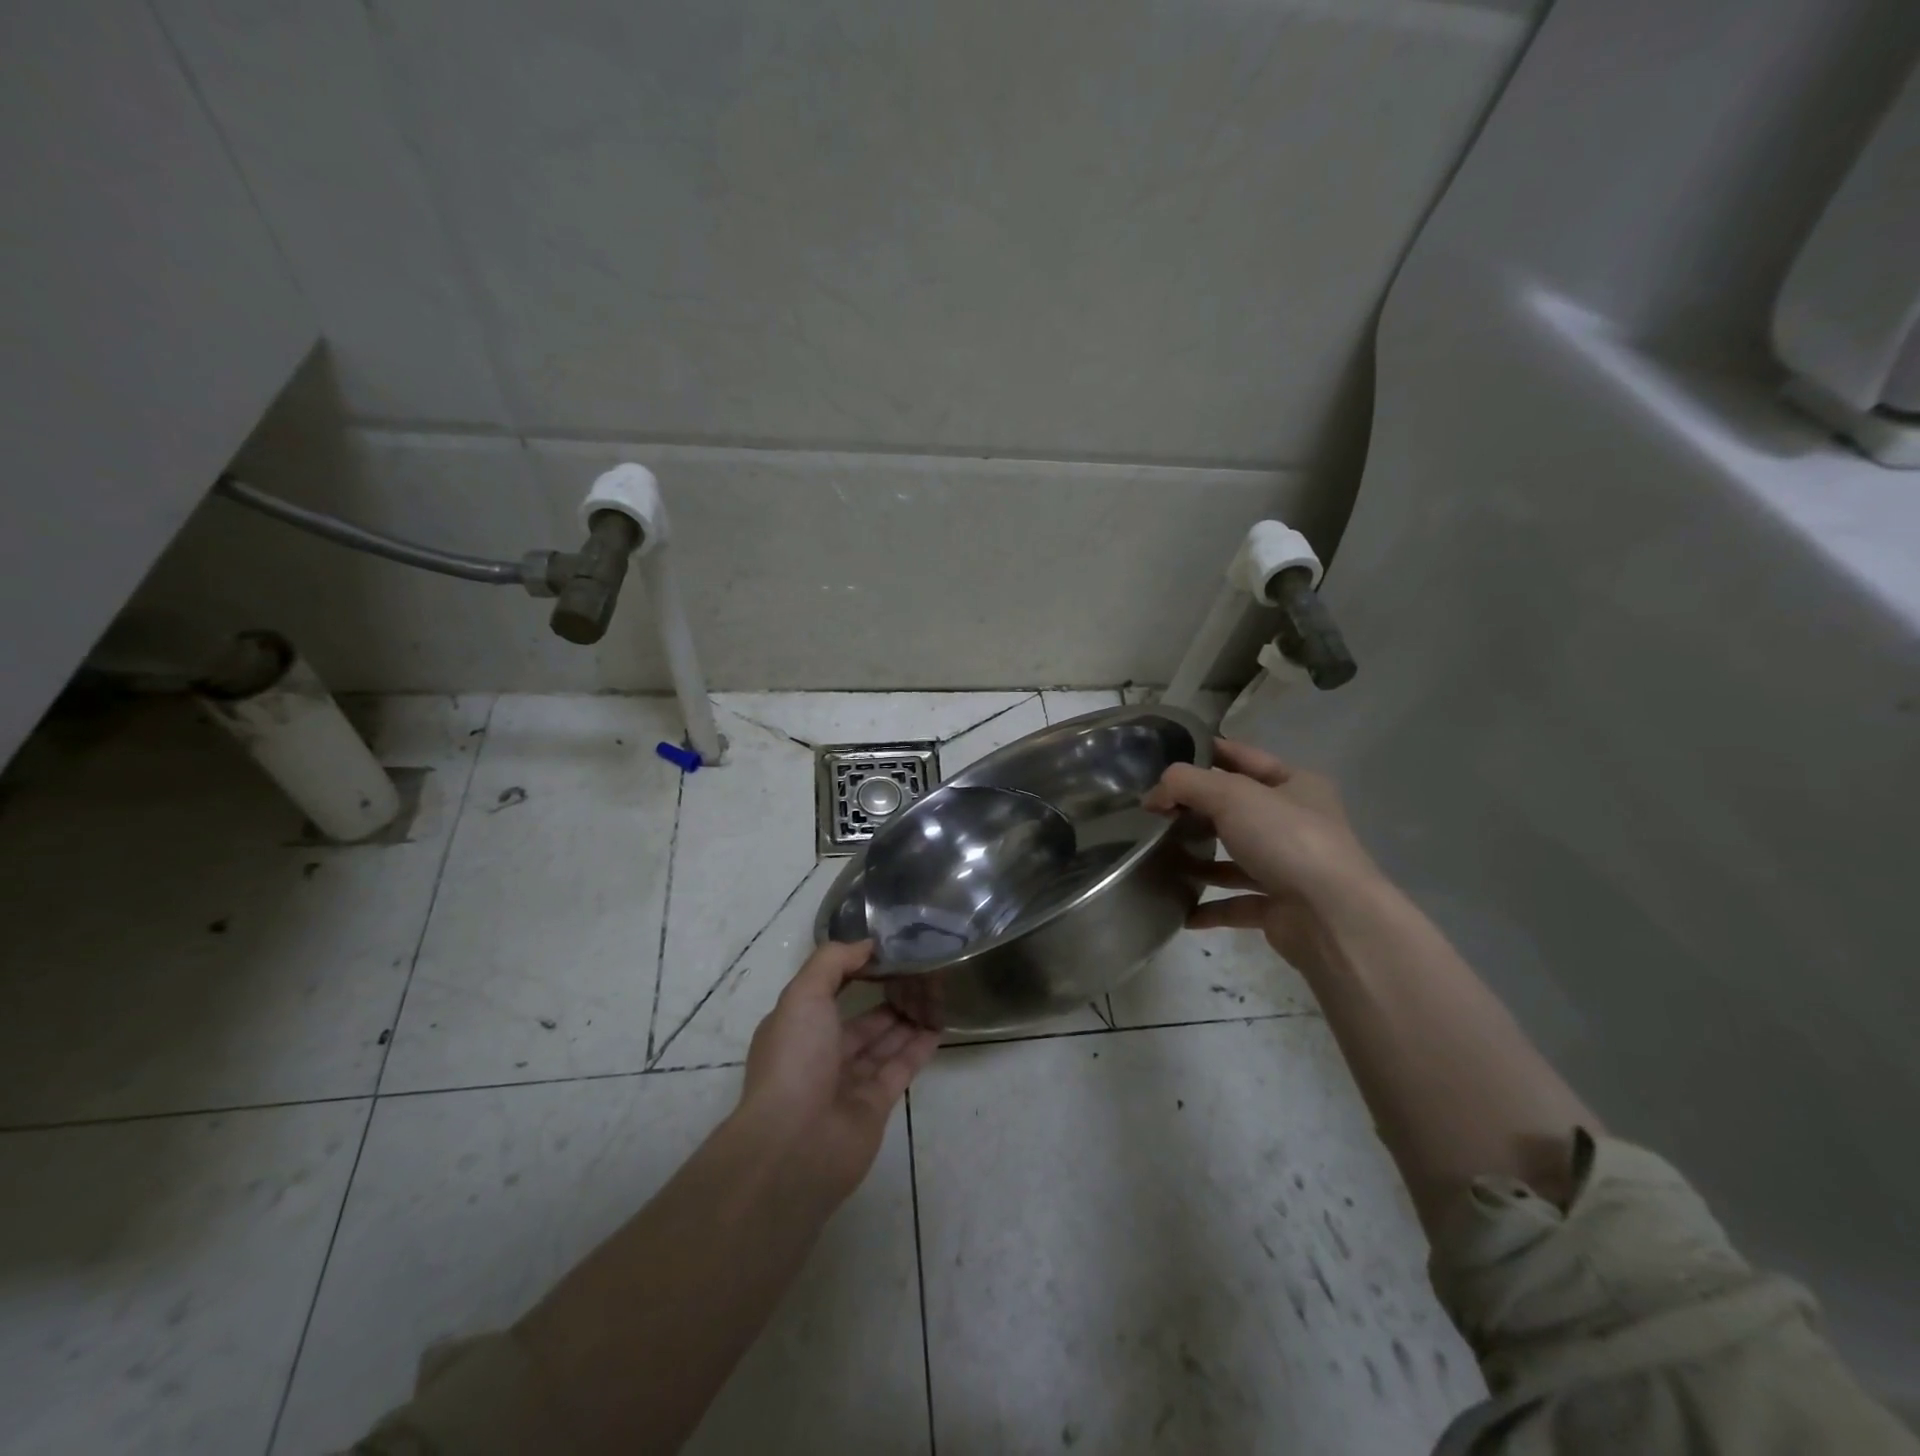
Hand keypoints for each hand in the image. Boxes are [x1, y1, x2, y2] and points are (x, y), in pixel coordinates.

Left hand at [737, 940, 939, 1202]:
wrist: (795, 1146)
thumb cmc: (795, 1060)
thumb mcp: (804, 995)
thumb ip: (833, 962)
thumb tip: (866, 944)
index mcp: (796, 1026)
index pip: (828, 991)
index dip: (855, 971)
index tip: (886, 951)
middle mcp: (820, 1053)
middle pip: (860, 1020)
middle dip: (887, 996)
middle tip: (921, 972)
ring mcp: (848, 1082)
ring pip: (882, 1043)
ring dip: (906, 1019)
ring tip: (935, 992)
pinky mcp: (875, 1105)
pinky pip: (900, 1068)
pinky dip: (918, 1048)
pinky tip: (939, 1025)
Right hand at [1143, 738, 1380, 966]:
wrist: (1332, 917)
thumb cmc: (1286, 840)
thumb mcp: (1231, 795)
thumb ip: (1185, 784)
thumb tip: (1153, 796)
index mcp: (1296, 785)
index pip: (1244, 758)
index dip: (1207, 752)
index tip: (1165, 756)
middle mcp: (1295, 823)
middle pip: (1235, 809)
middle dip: (1196, 810)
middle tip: (1153, 812)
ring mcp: (1289, 867)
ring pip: (1235, 857)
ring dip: (1200, 859)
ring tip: (1160, 858)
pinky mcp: (1280, 908)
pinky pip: (1236, 903)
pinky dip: (1209, 907)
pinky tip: (1180, 909)